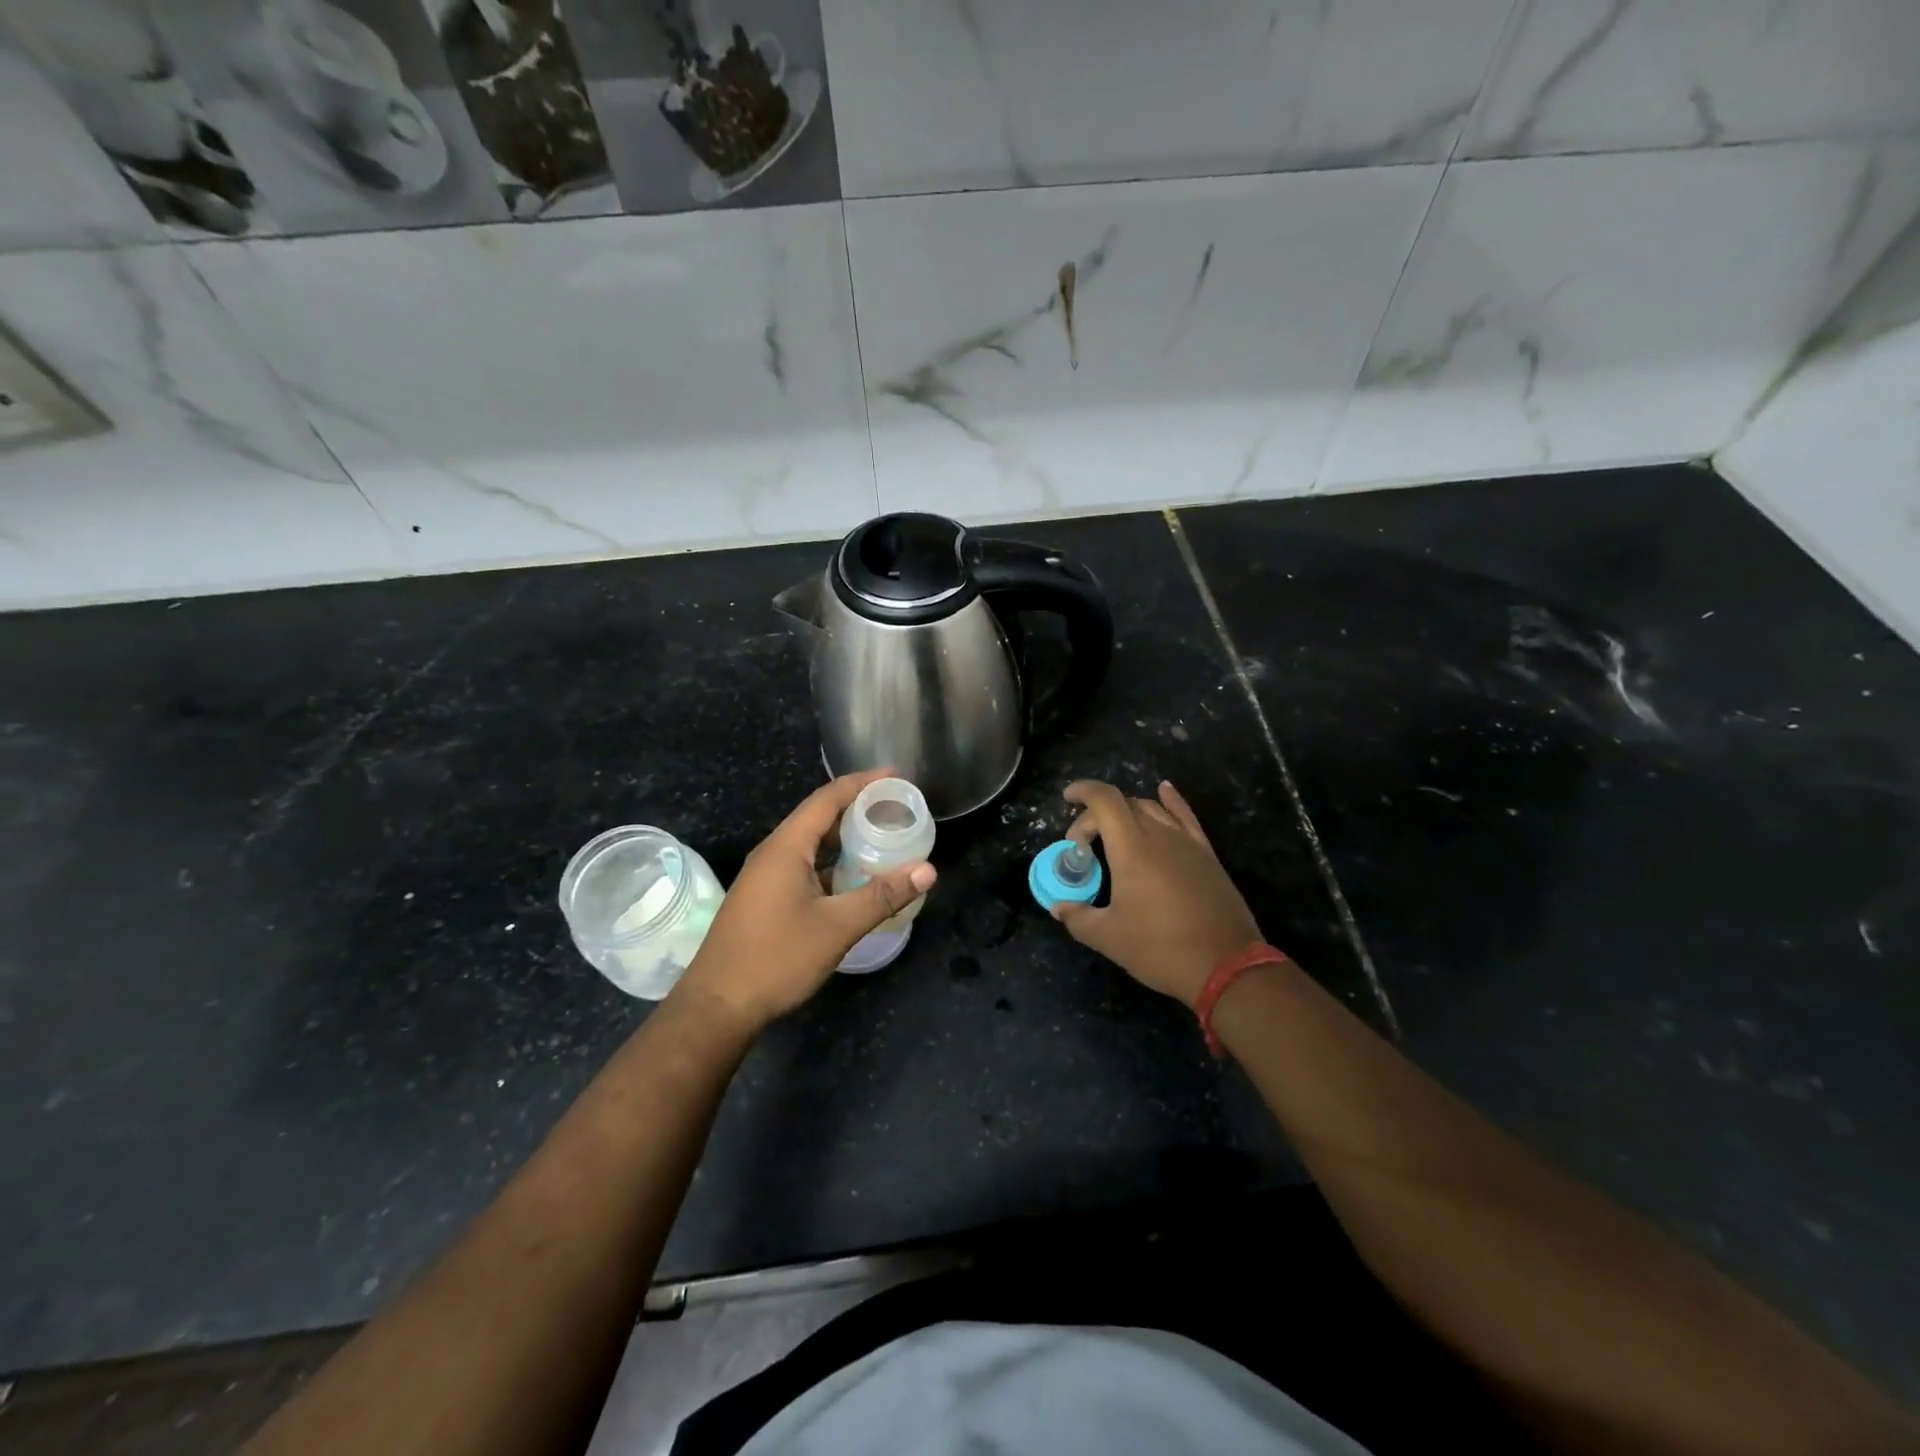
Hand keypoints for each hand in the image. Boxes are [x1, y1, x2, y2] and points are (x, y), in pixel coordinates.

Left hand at [675, 769, 935, 1033]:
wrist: (718, 1006)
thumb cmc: (776, 959)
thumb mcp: (836, 927)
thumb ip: (882, 896)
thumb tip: (927, 870)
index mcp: (786, 847)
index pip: (827, 798)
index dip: (862, 783)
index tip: (896, 776)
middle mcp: (773, 853)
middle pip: (819, 816)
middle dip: (857, 807)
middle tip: (896, 806)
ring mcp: (765, 876)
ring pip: (811, 843)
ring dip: (844, 836)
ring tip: (882, 835)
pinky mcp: (765, 898)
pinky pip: (804, 865)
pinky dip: (832, 861)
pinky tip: (854, 876)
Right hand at [1054, 779, 1262, 1008]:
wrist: (1226, 966)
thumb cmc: (1161, 948)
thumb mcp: (1109, 938)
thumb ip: (1078, 918)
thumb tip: (1059, 908)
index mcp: (1131, 849)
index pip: (1105, 801)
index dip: (1083, 791)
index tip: (1067, 798)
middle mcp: (1160, 835)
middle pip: (1124, 804)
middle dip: (1097, 815)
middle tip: (1083, 844)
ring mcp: (1187, 843)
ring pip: (1153, 809)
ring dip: (1127, 812)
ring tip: (1113, 832)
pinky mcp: (1207, 855)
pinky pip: (1185, 817)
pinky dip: (1171, 801)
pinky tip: (1165, 791)